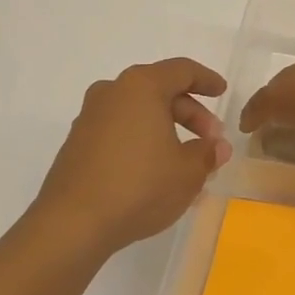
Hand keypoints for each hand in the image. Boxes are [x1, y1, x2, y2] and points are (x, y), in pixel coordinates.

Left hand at [33, 58, 231, 254]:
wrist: (73, 223)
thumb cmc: (140, 186)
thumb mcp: (188, 172)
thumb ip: (208, 153)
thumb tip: (217, 147)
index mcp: (141, 87)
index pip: (182, 71)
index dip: (206, 80)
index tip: (222, 92)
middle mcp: (112, 93)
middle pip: (159, 91)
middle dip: (190, 114)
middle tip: (210, 141)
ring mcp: (90, 118)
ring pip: (139, 114)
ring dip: (167, 131)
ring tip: (187, 162)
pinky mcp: (77, 145)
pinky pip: (121, 133)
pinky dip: (143, 143)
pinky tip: (157, 172)